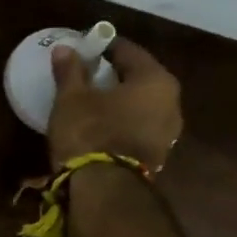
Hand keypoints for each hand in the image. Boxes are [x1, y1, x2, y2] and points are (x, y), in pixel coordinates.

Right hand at [48, 38, 182, 170]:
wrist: (105, 190)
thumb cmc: (90, 132)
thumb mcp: (72, 98)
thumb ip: (71, 71)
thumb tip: (65, 49)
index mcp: (156, 80)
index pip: (129, 51)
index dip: (104, 47)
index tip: (85, 48)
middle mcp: (172, 102)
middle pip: (140, 78)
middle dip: (115, 74)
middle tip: (88, 73)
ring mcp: (169, 132)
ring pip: (142, 105)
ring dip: (121, 100)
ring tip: (94, 101)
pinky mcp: (158, 155)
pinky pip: (139, 126)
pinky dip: (124, 121)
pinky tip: (103, 124)